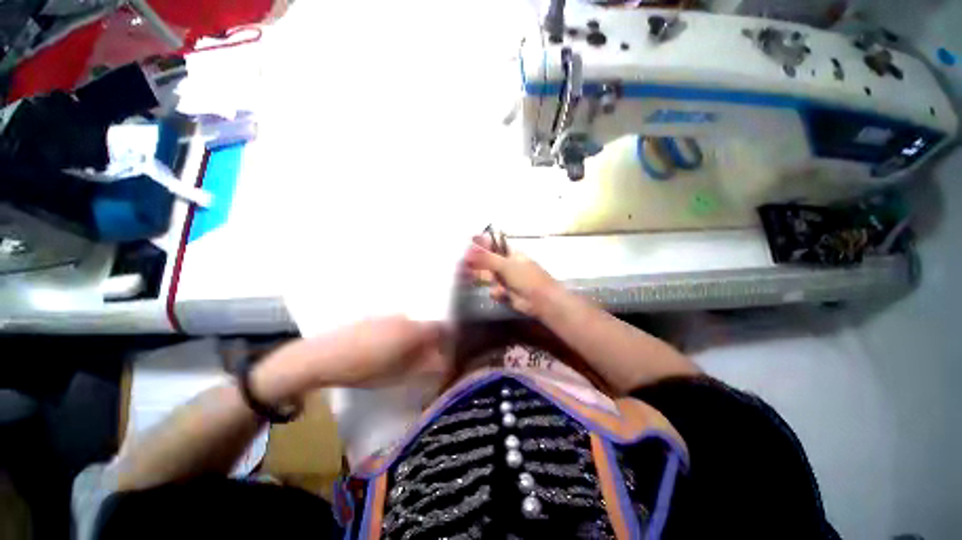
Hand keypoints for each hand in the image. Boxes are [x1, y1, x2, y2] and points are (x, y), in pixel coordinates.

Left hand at [251, 316, 446, 403]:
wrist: (323, 356)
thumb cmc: (364, 369)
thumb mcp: (399, 374)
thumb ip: (426, 367)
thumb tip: (444, 363)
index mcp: (413, 330)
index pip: (442, 329)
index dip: (448, 341)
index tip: (446, 354)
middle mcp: (405, 317)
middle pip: (427, 326)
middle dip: (431, 341)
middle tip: (425, 359)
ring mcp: (388, 315)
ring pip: (411, 324)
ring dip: (414, 338)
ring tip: (404, 356)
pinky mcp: (374, 316)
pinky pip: (396, 323)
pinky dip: (399, 334)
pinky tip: (385, 349)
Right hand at [462, 234, 562, 316]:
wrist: (540, 300)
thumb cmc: (526, 277)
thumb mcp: (506, 264)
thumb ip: (486, 258)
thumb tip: (469, 250)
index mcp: (511, 253)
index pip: (493, 244)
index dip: (481, 244)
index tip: (468, 245)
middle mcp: (508, 264)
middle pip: (488, 261)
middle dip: (479, 263)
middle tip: (467, 265)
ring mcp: (506, 279)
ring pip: (489, 276)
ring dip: (485, 279)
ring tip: (484, 280)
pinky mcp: (505, 292)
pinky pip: (494, 290)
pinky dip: (496, 292)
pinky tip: (500, 292)